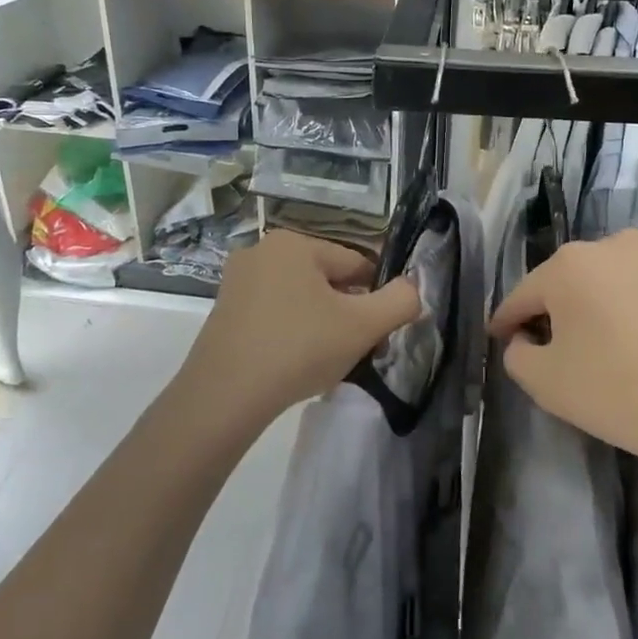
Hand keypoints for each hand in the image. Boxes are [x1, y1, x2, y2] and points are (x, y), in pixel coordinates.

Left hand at [183, 231, 422, 422]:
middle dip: (348, 313)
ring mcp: (238, 281)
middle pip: (328, 280)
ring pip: (302, 299)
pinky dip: (293, 333)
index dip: (376, 299)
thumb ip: (400, 301)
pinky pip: (276, 314)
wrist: (225, 396)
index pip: (357, 265)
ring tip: (327, 362)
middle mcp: (263, 250)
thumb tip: (413, 288)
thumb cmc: (299, 349)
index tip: (379, 334)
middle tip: (356, 352)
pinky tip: (296, 363)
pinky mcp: (224, 310)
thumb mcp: (363, 326)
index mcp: (295, 243)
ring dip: (323, 325)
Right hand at [489, 230, 637, 473]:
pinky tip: (629, 353)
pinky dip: (624, 319)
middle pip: (565, 284)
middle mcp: (612, 248)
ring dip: (590, 313)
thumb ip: (518, 356)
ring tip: (589, 352)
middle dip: (550, 313)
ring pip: (604, 288)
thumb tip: (526, 341)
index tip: (496, 339)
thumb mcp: (546, 381)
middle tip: (542, 349)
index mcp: (570, 264)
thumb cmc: (618, 389)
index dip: (505, 321)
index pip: (523, 295)